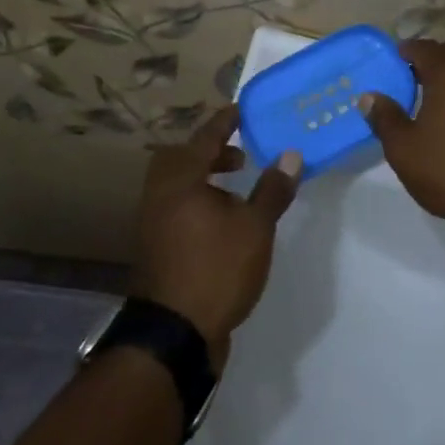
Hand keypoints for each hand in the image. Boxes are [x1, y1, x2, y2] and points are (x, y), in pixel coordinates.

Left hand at [130, 104, 299, 364]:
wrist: (175, 334)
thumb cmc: (216, 269)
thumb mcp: (255, 228)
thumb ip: (272, 189)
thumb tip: (290, 154)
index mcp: (181, 180)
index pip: (204, 138)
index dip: (224, 122)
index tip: (240, 110)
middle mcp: (160, 195)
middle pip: (181, 159)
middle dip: (211, 152)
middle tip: (240, 156)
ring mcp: (153, 223)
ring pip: (177, 185)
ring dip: (205, 179)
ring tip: (237, 191)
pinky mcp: (157, 248)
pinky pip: (176, 208)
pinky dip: (198, 202)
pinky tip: (223, 222)